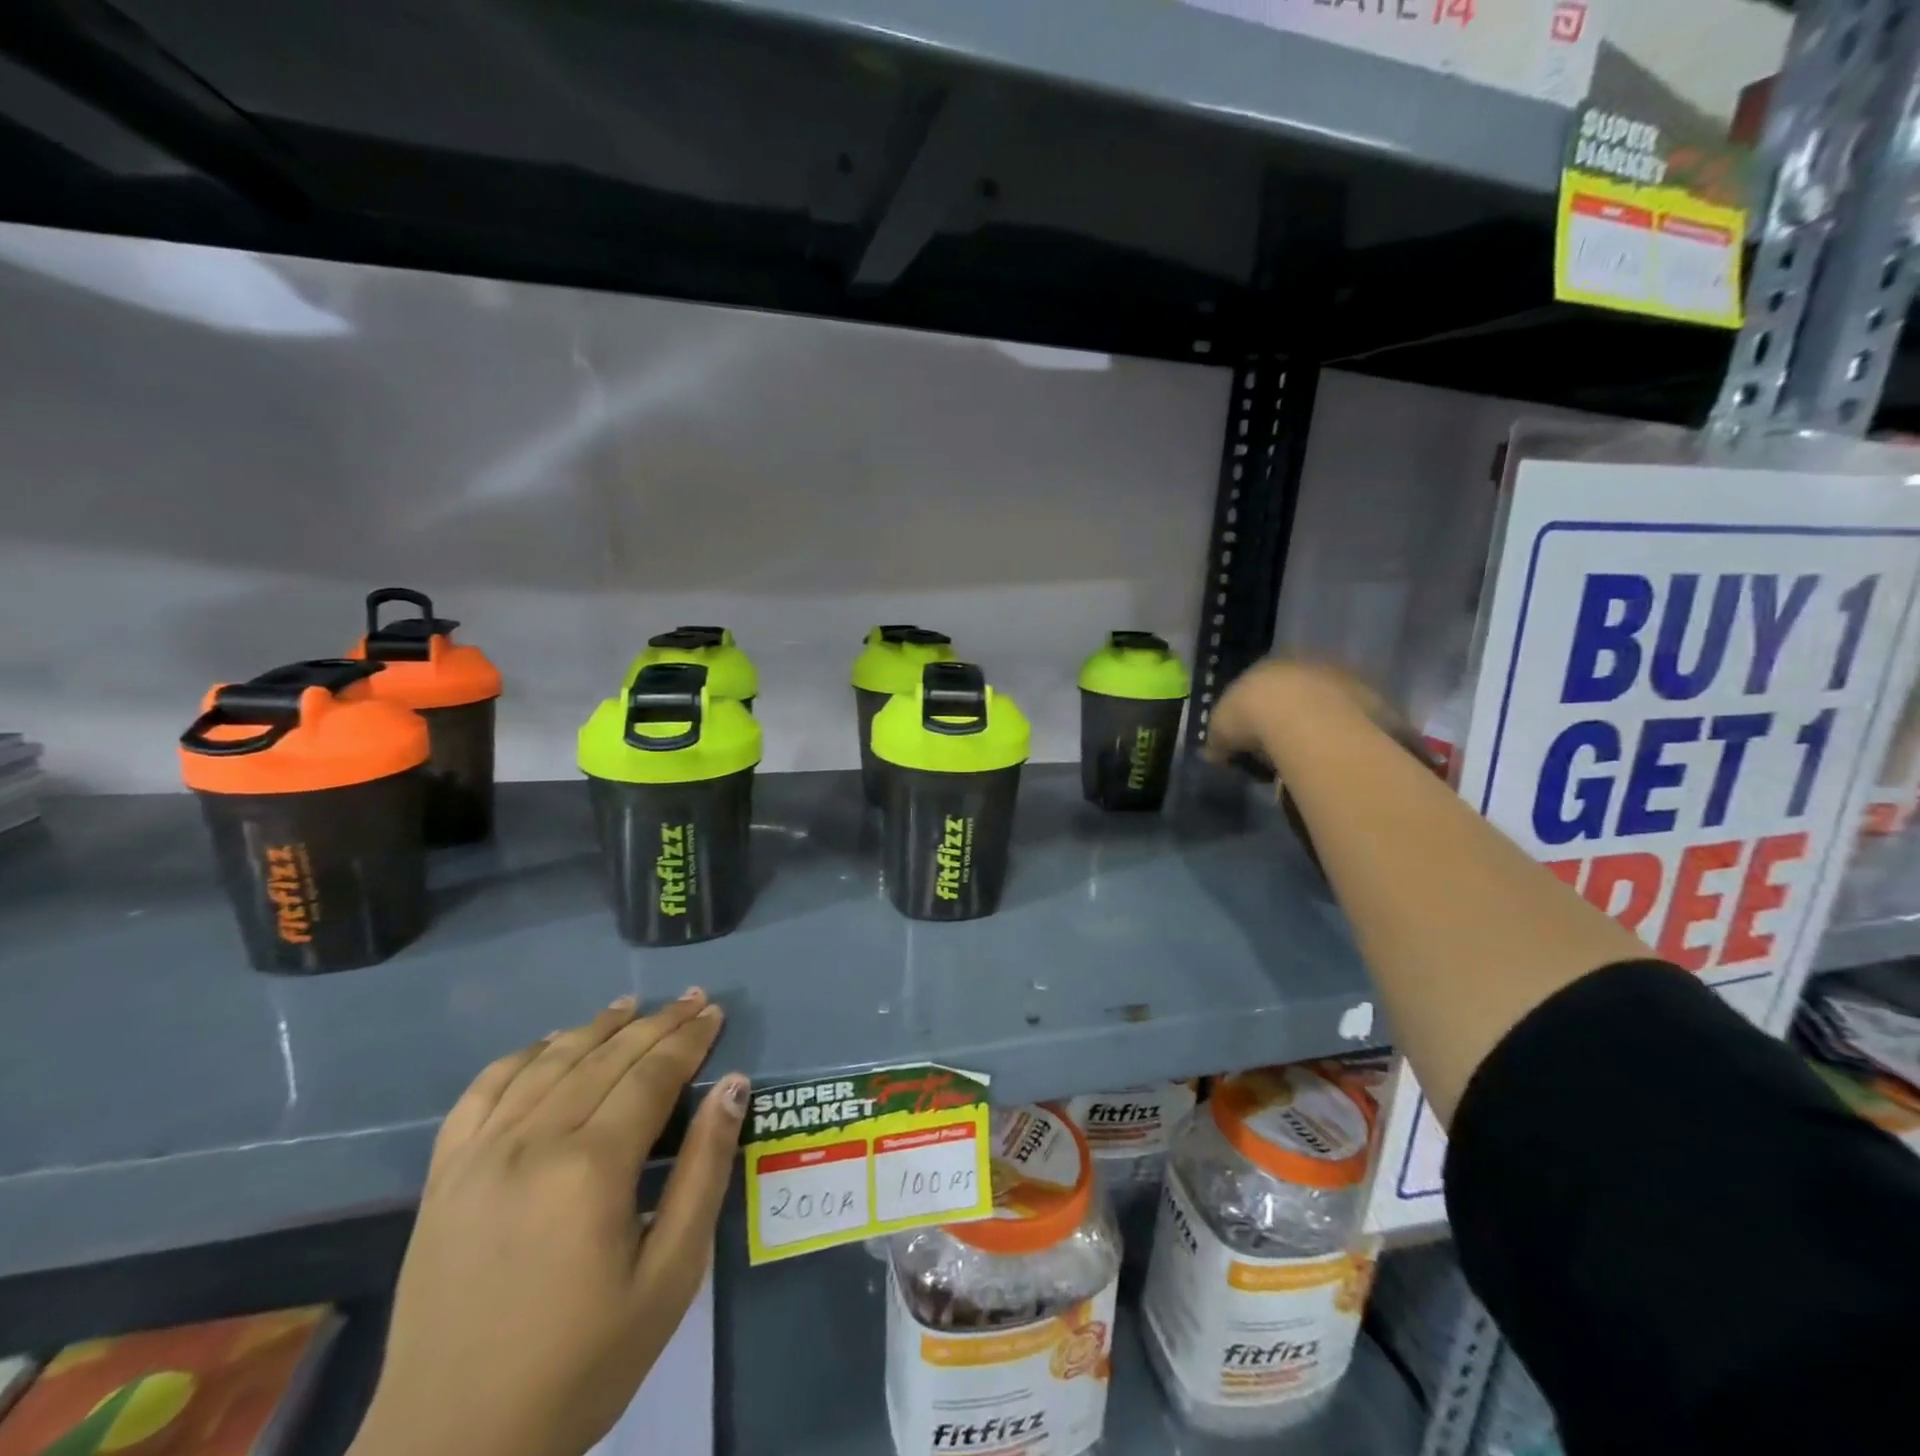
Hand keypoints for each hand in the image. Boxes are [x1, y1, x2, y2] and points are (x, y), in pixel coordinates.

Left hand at [350, 990, 748, 1455]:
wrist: (452, 1448)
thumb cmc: (582, 1364)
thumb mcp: (670, 1276)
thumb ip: (703, 1171)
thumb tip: (733, 1086)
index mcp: (592, 1168)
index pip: (652, 1075)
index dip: (688, 1039)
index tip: (714, 1012)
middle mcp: (534, 1143)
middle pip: (606, 1058)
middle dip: (656, 1023)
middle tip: (690, 998)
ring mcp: (480, 1156)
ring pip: (549, 1063)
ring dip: (595, 1028)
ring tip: (630, 1005)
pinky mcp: (444, 1177)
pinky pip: (483, 1092)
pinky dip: (521, 1057)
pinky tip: (548, 1044)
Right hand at [1203, 659, 1386, 767]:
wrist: (1307, 719)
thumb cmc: (1253, 716)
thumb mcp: (1220, 731)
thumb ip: (1217, 741)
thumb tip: (1215, 753)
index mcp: (1266, 665)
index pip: (1257, 687)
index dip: (1252, 714)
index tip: (1249, 740)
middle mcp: (1306, 664)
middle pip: (1295, 692)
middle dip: (1288, 717)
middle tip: (1279, 750)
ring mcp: (1343, 679)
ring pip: (1327, 705)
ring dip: (1319, 726)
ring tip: (1309, 758)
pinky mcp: (1372, 700)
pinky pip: (1355, 724)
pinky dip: (1345, 738)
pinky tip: (1335, 759)